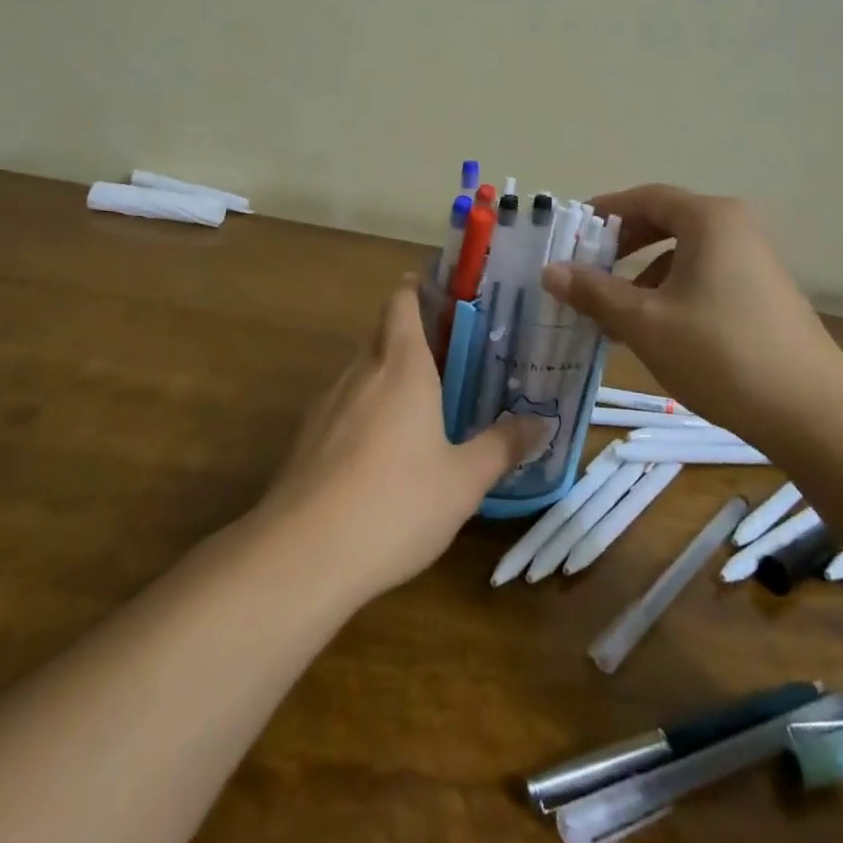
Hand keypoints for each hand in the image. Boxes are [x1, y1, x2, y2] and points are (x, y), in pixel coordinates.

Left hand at [258, 276, 549, 602]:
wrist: (303, 554)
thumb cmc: (396, 503)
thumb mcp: (464, 480)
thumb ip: (502, 446)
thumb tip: (540, 423)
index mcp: (401, 366)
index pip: (402, 303)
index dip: (417, 288)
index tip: (440, 291)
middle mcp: (361, 372)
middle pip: (381, 332)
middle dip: (408, 333)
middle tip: (448, 352)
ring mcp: (326, 404)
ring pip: (360, 370)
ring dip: (386, 373)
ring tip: (419, 400)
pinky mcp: (305, 438)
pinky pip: (342, 406)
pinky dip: (364, 409)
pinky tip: (380, 449)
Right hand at [541, 184, 842, 425]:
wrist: (813, 413)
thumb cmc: (720, 354)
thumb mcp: (645, 322)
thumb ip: (594, 292)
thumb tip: (550, 270)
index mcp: (710, 219)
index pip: (645, 198)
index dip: (604, 213)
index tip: (571, 234)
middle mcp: (736, 228)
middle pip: (666, 221)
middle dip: (622, 246)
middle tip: (587, 271)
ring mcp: (756, 260)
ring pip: (685, 254)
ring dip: (644, 276)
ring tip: (614, 312)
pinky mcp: (765, 293)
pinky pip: (706, 276)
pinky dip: (673, 292)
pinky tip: (656, 331)